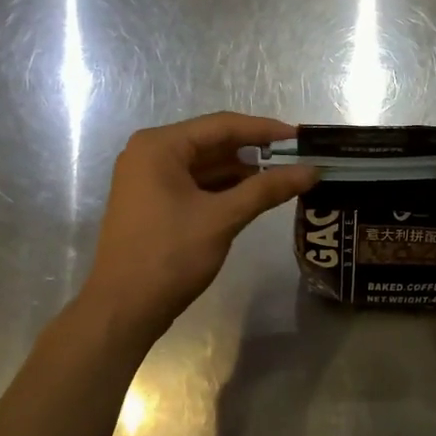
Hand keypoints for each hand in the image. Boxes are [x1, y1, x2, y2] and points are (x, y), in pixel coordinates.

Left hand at [79, 113, 316, 340]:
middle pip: (213, 143)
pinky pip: (195, 184)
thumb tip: (312, 171)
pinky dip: (224, 189)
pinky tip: (254, 196)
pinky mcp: (153, 202)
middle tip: (297, 158)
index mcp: (159, 146)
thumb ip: (267, 189)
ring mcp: (148, 179)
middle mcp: (150, 153)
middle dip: (255, 152)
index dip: (265, 130)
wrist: (123, 309)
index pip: (222, 125)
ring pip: (206, 165)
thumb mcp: (222, 218)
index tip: (301, 137)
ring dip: (242, 172)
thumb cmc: (169, 256)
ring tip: (284, 177)